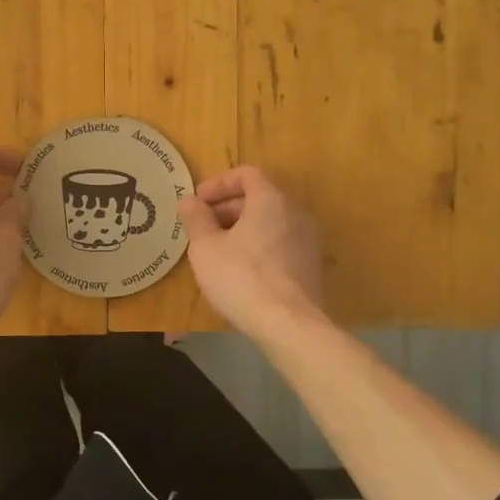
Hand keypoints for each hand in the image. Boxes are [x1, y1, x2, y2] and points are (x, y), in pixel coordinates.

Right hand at [178, 165, 324, 337]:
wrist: (289, 325)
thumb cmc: (241, 277)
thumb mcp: (205, 248)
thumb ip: (196, 219)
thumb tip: (189, 200)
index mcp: (271, 200)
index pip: (247, 174)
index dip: (219, 183)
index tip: (198, 201)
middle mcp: (295, 213)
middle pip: (259, 197)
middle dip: (227, 207)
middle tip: (202, 226)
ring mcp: (307, 240)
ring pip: (270, 222)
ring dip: (241, 228)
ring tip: (216, 250)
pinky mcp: (310, 266)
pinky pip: (279, 243)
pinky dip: (257, 245)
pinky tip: (239, 270)